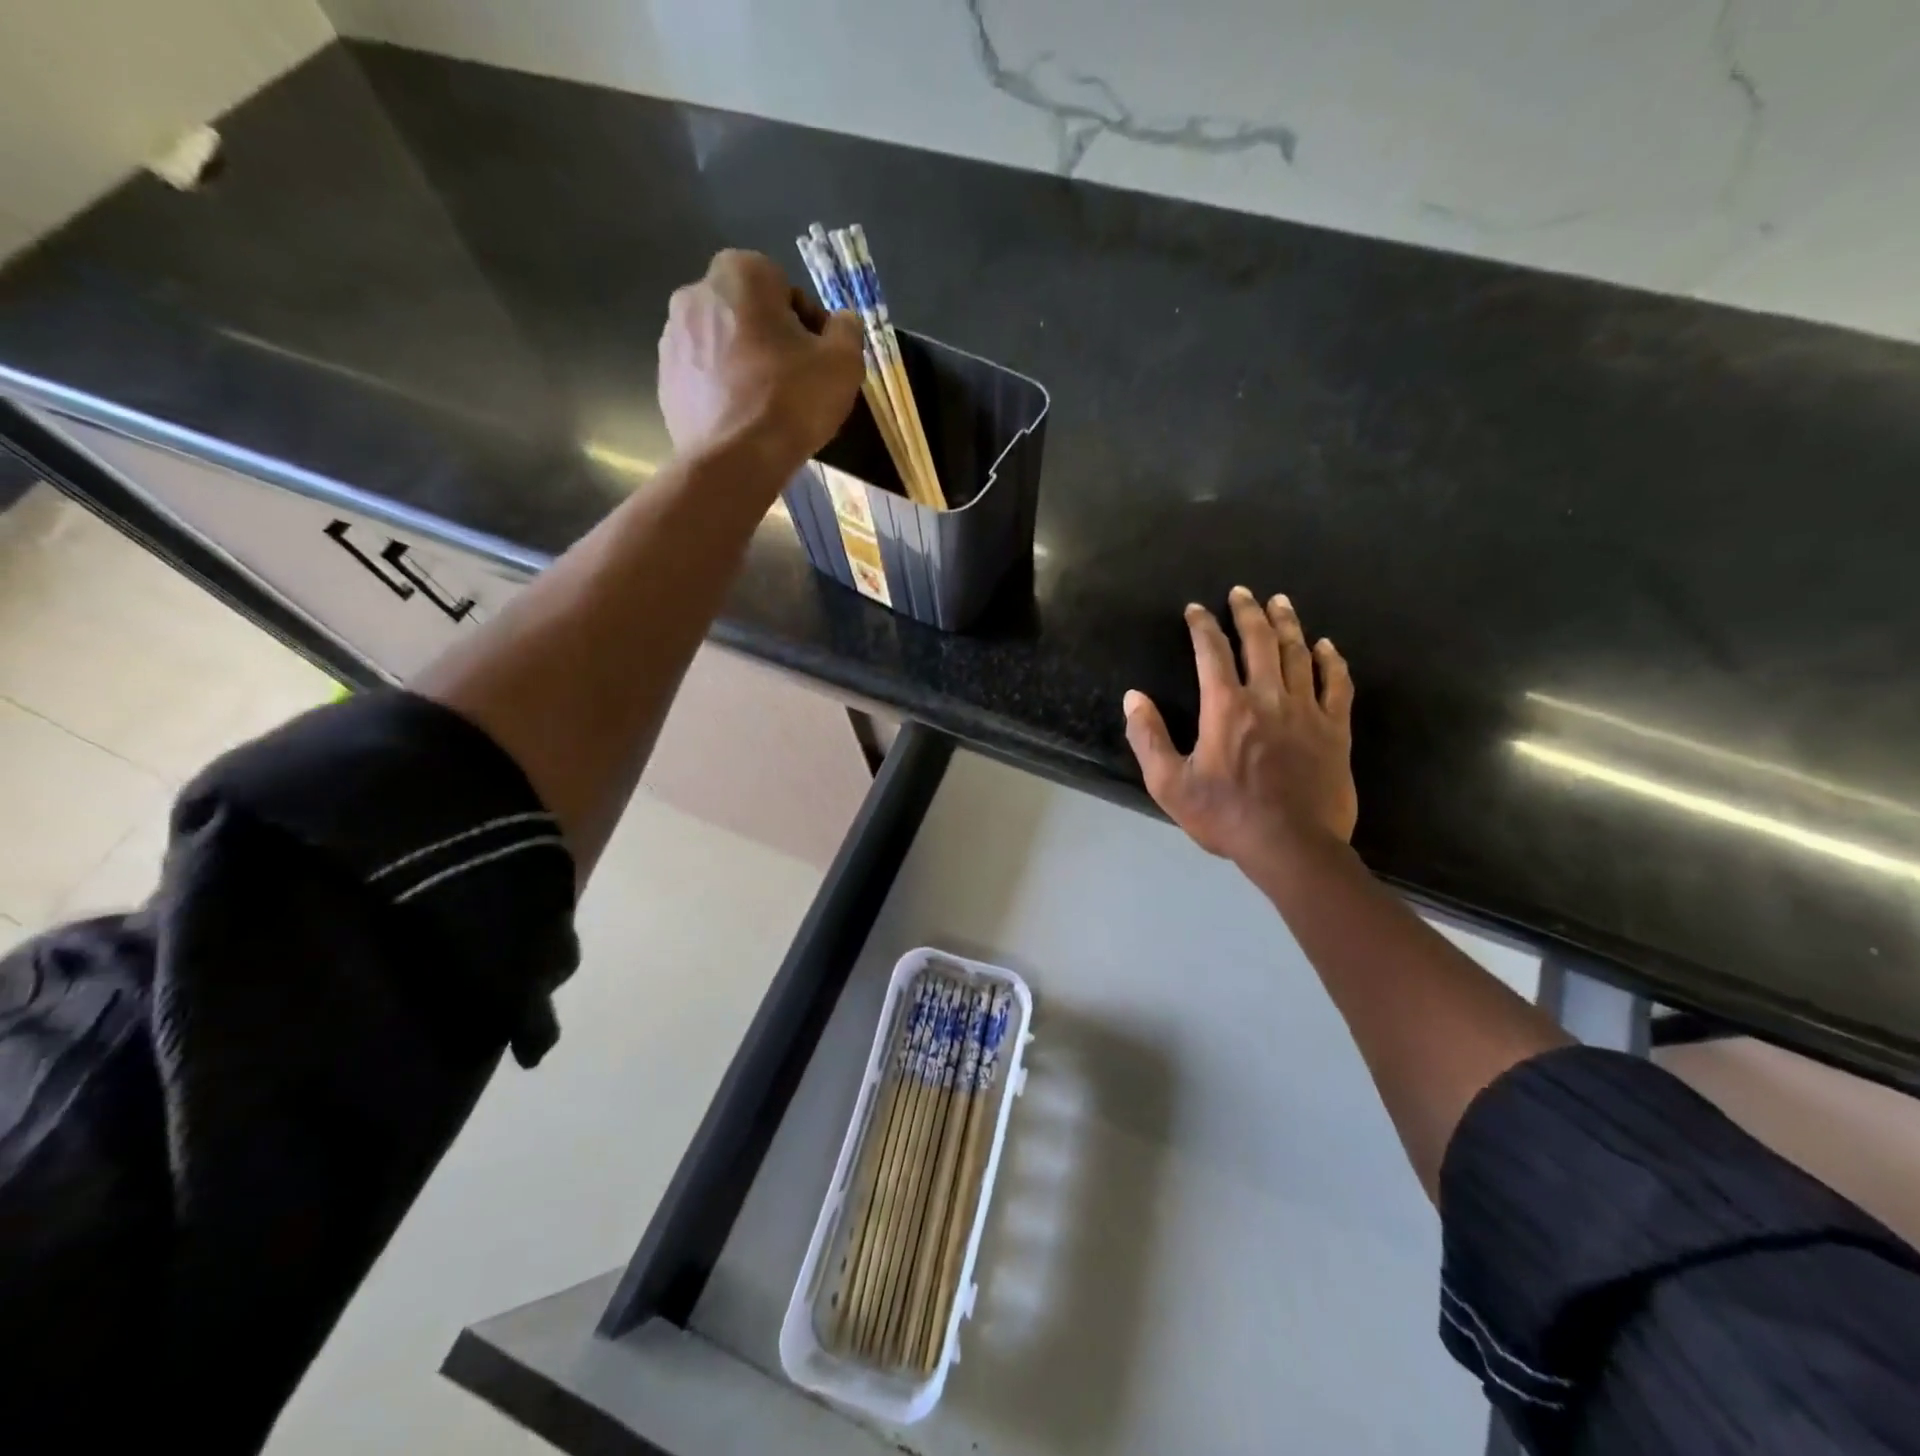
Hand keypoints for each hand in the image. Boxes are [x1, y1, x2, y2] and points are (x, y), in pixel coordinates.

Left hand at [658, 249, 864, 473]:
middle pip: (749, 315)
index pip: (785, 288)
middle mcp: (696, 293)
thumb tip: (841, 323)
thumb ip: (847, 331)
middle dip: (772, 341)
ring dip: (746, 366)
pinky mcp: (665, 380)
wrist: (734, 462)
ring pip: (724, 345)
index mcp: (739, 274)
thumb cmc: (792, 401)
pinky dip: (723, 391)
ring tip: (768, 408)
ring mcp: (673, 338)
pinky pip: (704, 377)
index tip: (818, 360)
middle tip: (796, 384)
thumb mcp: (843, 363)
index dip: (808, 325)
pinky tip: (743, 422)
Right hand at [1123, 588, 1356, 877]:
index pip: (1211, 653)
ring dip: (1287, 625)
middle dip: (1248, 612)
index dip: (1202, 627)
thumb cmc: (1226, 816)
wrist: (1292, 847)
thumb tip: (1133, 698)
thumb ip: (1148, 737)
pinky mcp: (1335, 730)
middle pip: (1259, 642)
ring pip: (1299, 654)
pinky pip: (1337, 685)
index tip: (1196, 609)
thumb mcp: (1170, 784)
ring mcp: (1307, 711)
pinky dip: (1331, 661)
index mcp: (1226, 707)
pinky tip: (1326, 646)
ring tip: (1281, 602)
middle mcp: (1268, 698)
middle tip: (1242, 592)